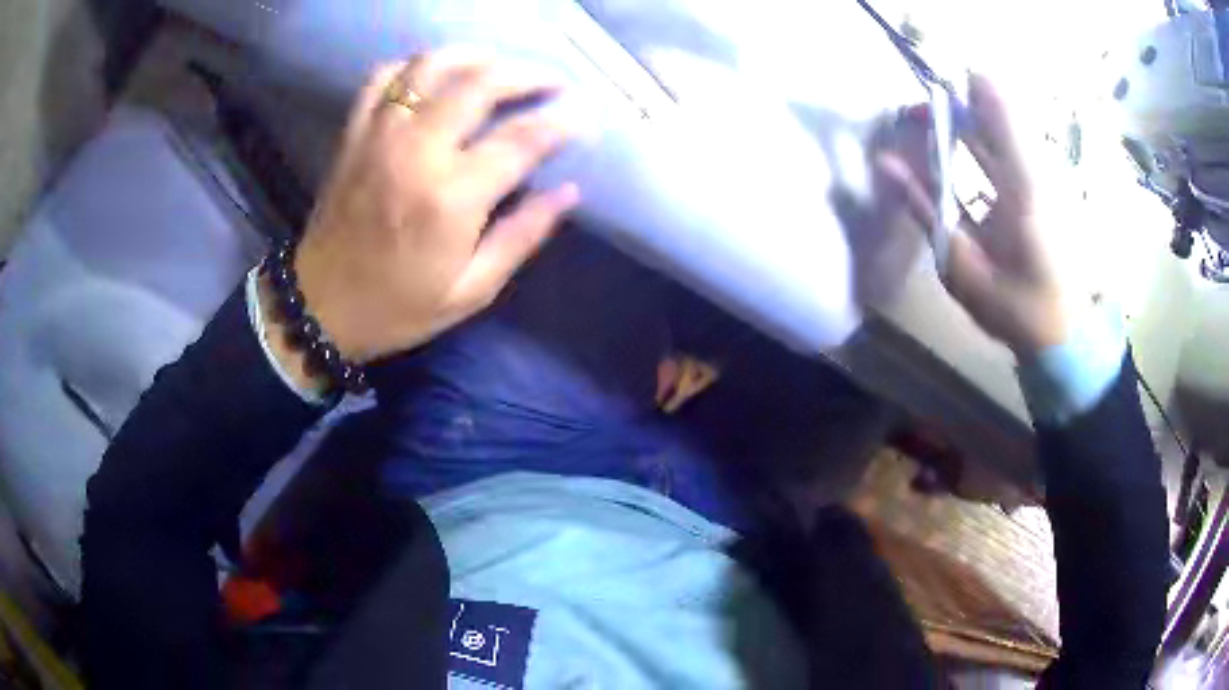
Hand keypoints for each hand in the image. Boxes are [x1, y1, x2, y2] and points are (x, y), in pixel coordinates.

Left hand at [263, 50, 579, 387]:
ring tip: (499, 68)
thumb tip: (568, 192)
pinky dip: (414, 66)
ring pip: (432, 66)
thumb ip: (521, 236)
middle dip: (527, 75)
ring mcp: (380, 135)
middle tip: (551, 83)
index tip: (584, 117)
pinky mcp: (354, 134)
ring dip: (475, 57)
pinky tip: (435, 76)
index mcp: (451, 197)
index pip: (521, 138)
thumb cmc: (398, 307)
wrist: (320, 308)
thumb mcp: (470, 291)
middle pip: (481, 84)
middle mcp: (416, 151)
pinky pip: (384, 78)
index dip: (561, 121)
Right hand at [876, 75, 1069, 356]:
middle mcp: (1033, 174)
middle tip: (914, 114)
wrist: (1061, 336)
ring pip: (1003, 135)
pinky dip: (985, 148)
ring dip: (967, 126)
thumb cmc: (1013, 307)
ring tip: (930, 127)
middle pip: (995, 118)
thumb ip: (924, 208)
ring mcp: (1041, 182)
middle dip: (954, 108)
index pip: (993, 115)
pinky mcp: (1043, 193)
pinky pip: (1011, 157)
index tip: (926, 88)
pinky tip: (962, 156)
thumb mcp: (962, 264)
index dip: (962, 92)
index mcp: (1020, 188)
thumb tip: (884, 162)